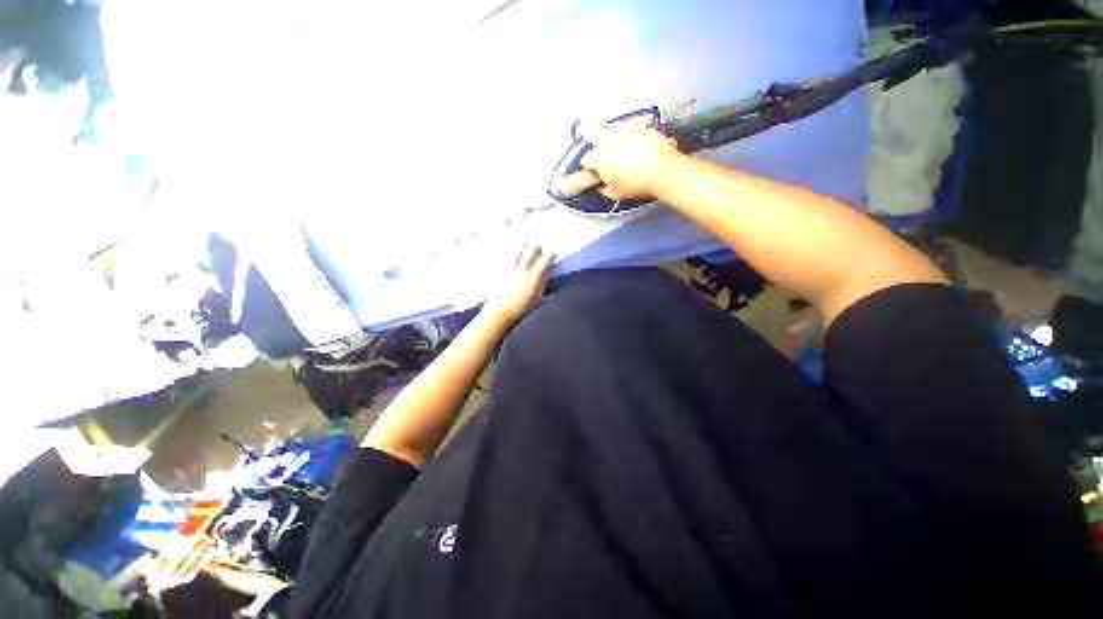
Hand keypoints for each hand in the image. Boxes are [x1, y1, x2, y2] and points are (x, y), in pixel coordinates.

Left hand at [483, 245, 554, 324]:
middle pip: (531, 252)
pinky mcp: (500, 271)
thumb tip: (545, 274)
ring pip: (518, 252)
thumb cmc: (520, 310)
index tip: (553, 254)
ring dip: (524, 247)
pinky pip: (508, 258)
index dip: (550, 256)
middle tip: (539, 248)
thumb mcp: (536, 298)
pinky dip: (513, 254)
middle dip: (537, 248)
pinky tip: (513, 254)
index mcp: (533, 277)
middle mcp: (522, 270)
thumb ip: (541, 284)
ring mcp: (510, 269)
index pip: (544, 261)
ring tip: (525, 245)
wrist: (499, 313)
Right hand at [580, 126, 682, 199]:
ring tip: (627, 157)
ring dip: (616, 144)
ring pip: (614, 135)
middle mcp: (607, 139)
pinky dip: (632, 139)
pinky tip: (640, 150)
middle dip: (602, 153)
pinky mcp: (639, 125)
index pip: (586, 161)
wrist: (662, 170)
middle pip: (598, 144)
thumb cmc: (636, 184)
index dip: (591, 169)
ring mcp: (623, 129)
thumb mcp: (615, 194)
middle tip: (612, 166)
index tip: (598, 175)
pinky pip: (631, 131)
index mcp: (597, 157)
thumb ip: (603, 188)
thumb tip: (602, 185)